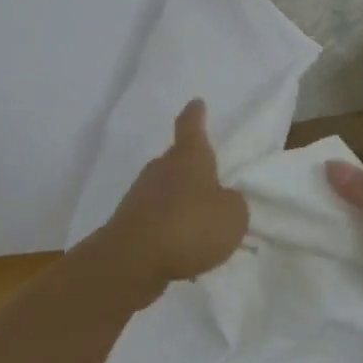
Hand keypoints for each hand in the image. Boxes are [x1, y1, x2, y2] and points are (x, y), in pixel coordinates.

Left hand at [102, 99, 248, 297]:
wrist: (133, 259)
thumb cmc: (189, 226)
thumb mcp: (233, 216)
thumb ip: (233, 204)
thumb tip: (223, 199)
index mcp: (189, 157)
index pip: (191, 126)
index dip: (195, 114)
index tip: (196, 103)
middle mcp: (161, 168)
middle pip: (177, 160)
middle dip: (191, 169)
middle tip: (210, 182)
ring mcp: (141, 194)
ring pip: (166, 190)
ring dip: (180, 202)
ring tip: (200, 225)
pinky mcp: (130, 222)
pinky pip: (157, 219)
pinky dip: (169, 228)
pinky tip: (181, 250)